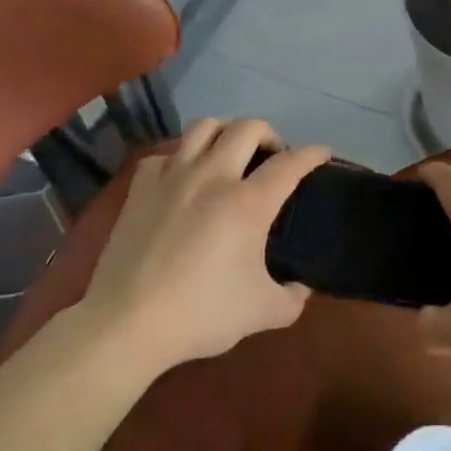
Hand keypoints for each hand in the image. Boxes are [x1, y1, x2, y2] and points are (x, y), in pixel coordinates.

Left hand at [81, 119, 329, 371]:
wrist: (128, 323)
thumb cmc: (201, 314)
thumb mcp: (263, 313)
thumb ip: (293, 298)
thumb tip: (302, 286)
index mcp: (248, 203)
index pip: (290, 163)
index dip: (312, 154)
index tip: (323, 153)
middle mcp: (213, 176)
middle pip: (248, 128)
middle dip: (269, 134)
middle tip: (273, 155)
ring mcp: (173, 176)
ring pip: (204, 126)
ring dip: (225, 131)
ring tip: (230, 151)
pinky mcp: (141, 187)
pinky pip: (165, 154)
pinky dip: (180, 157)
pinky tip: (183, 176)